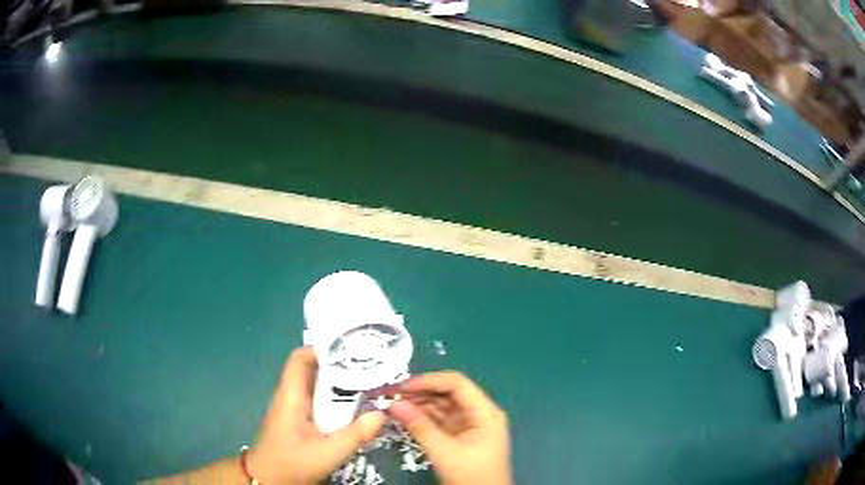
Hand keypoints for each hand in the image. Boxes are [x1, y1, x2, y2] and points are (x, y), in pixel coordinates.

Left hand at [248, 347, 385, 483]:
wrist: (267, 480)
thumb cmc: (291, 463)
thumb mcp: (327, 453)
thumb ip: (354, 435)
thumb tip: (381, 414)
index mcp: (291, 396)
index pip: (300, 358)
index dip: (323, 350)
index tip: (351, 353)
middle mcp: (290, 397)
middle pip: (312, 371)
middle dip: (339, 368)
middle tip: (369, 371)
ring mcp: (292, 410)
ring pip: (316, 388)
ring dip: (338, 386)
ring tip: (367, 387)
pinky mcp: (297, 422)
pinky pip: (316, 403)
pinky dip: (334, 402)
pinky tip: (352, 411)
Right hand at [389, 371, 511, 484]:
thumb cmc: (471, 475)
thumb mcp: (444, 452)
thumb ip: (419, 426)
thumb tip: (394, 404)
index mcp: (484, 411)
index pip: (456, 384)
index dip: (427, 381)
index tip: (400, 387)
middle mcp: (479, 413)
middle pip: (448, 394)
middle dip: (419, 393)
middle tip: (389, 396)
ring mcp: (470, 426)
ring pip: (442, 407)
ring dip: (418, 405)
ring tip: (392, 405)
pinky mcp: (461, 437)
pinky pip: (440, 421)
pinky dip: (422, 419)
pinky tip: (403, 418)